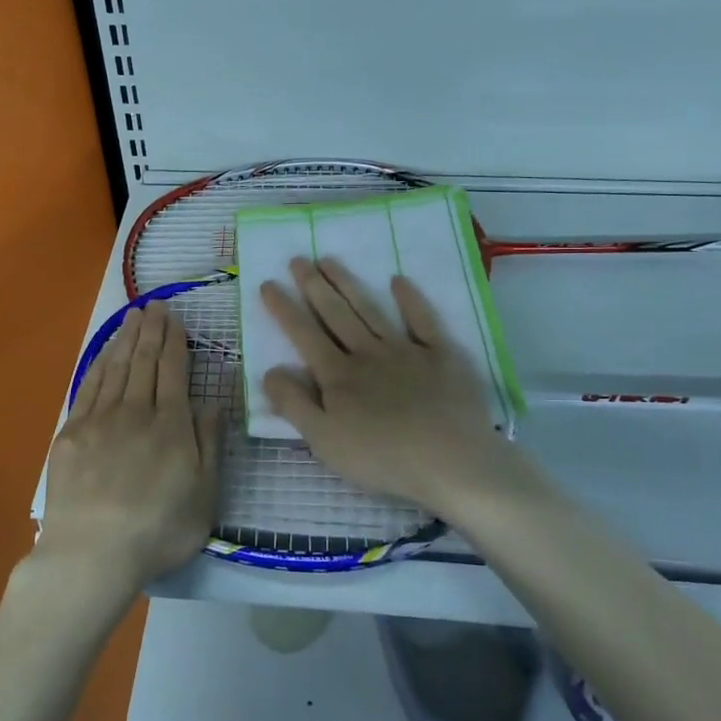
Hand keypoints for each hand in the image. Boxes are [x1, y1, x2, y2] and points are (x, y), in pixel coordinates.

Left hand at [37, 302, 218, 596]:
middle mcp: (135, 411)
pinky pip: (89, 387)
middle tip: (155, 305)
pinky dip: (99, 364)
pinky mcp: (71, 433)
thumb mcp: (205, 494)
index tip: (174, 318)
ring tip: (133, 317)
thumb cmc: (158, 530)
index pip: (173, 370)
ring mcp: (100, 420)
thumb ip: (209, 443)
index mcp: (171, 424)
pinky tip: (105, 353)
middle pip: (144, 361)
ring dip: (126, 339)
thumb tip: (212, 401)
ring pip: (116, 368)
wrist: (92, 554)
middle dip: (151, 331)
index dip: (175, 341)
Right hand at [260, 258, 523, 517]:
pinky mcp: (441, 355)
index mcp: (338, 376)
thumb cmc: (382, 459)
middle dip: (313, 285)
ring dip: (348, 284)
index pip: (304, 334)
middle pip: (335, 314)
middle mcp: (367, 353)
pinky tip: (398, 280)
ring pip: (370, 310)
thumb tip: (269, 370)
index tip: (268, 283)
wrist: (452, 462)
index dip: (284, 309)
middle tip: (298, 259)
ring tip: (329, 260)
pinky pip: (423, 320)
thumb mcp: (324, 441)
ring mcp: (406, 350)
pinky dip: (410, 299)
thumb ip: (294, 405)